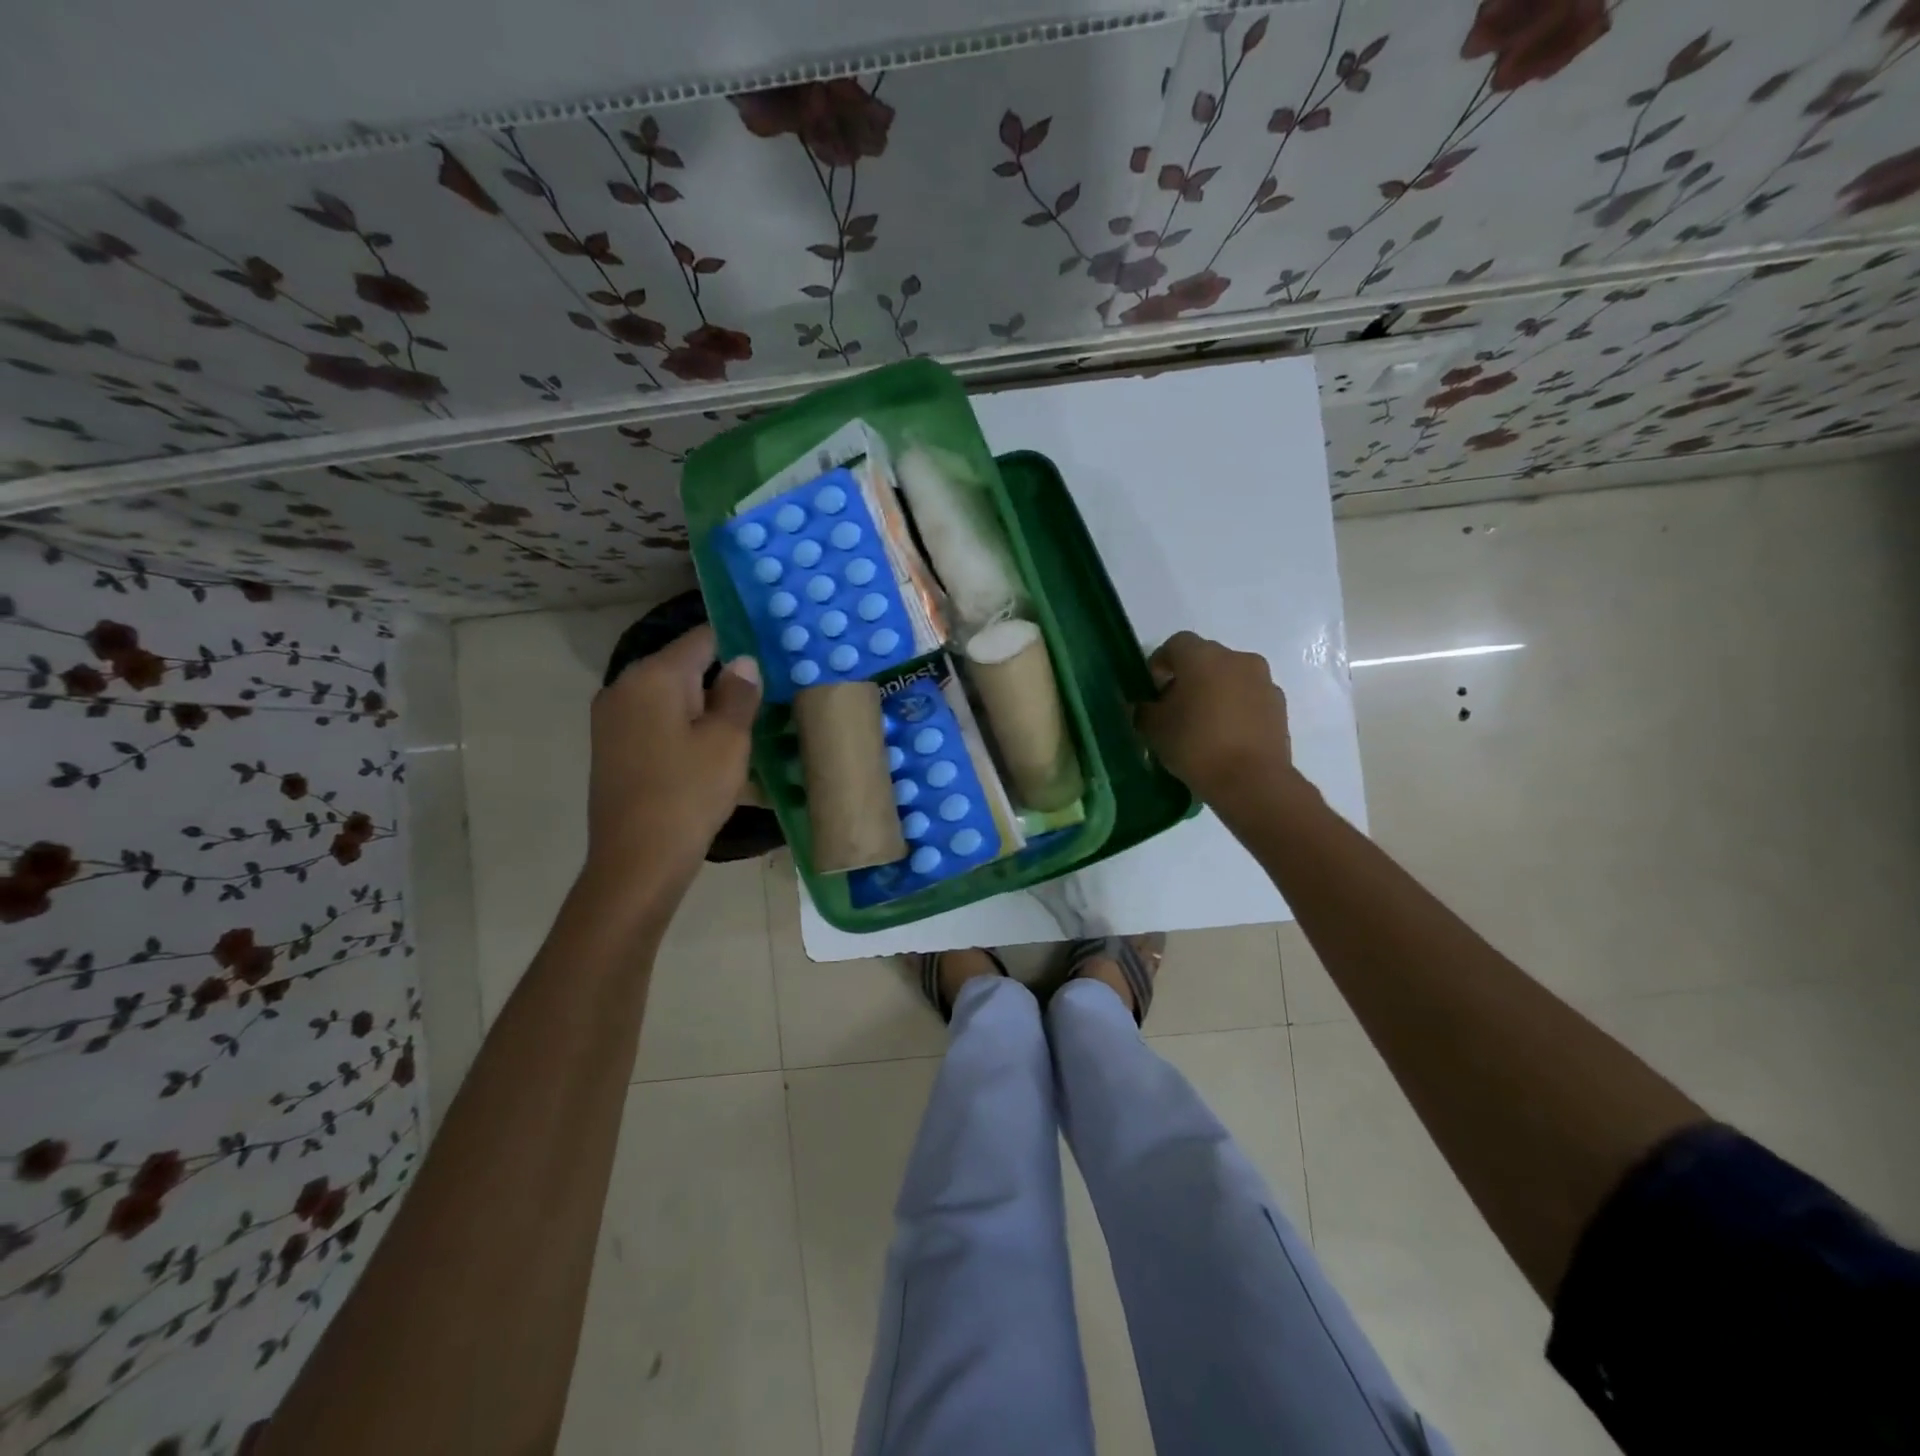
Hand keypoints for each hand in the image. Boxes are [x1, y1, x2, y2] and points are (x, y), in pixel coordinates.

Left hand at [585, 625, 761, 880]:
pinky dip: (683, 726)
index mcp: (653, 675)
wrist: (637, 860)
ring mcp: (612, 717)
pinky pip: (655, 720)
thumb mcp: (728, 740)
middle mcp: (624, 686)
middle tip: (763, 698)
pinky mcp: (611, 746)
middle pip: (683, 666)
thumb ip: (738, 693)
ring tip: (742, 727)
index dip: (739, 642)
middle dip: (722, 678)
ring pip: (670, 696)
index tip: (771, 655)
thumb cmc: (689, 793)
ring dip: (704, 706)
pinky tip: (708, 752)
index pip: (703, 638)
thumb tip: (742, 661)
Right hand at [1135, 631, 1292, 803]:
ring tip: (1203, 724)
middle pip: (1205, 658)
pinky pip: (1250, 697)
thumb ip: (1143, 710)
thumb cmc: (1195, 746)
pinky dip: (1236, 707)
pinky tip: (1226, 736)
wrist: (1252, 781)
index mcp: (1202, 657)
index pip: (1175, 644)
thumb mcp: (1154, 730)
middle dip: (1188, 677)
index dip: (1160, 663)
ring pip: (1230, 677)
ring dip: (1215, 691)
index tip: (1152, 689)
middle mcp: (1236, 659)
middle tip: (1175, 707)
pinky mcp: (1279, 705)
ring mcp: (1263, 681)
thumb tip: (1144, 706)